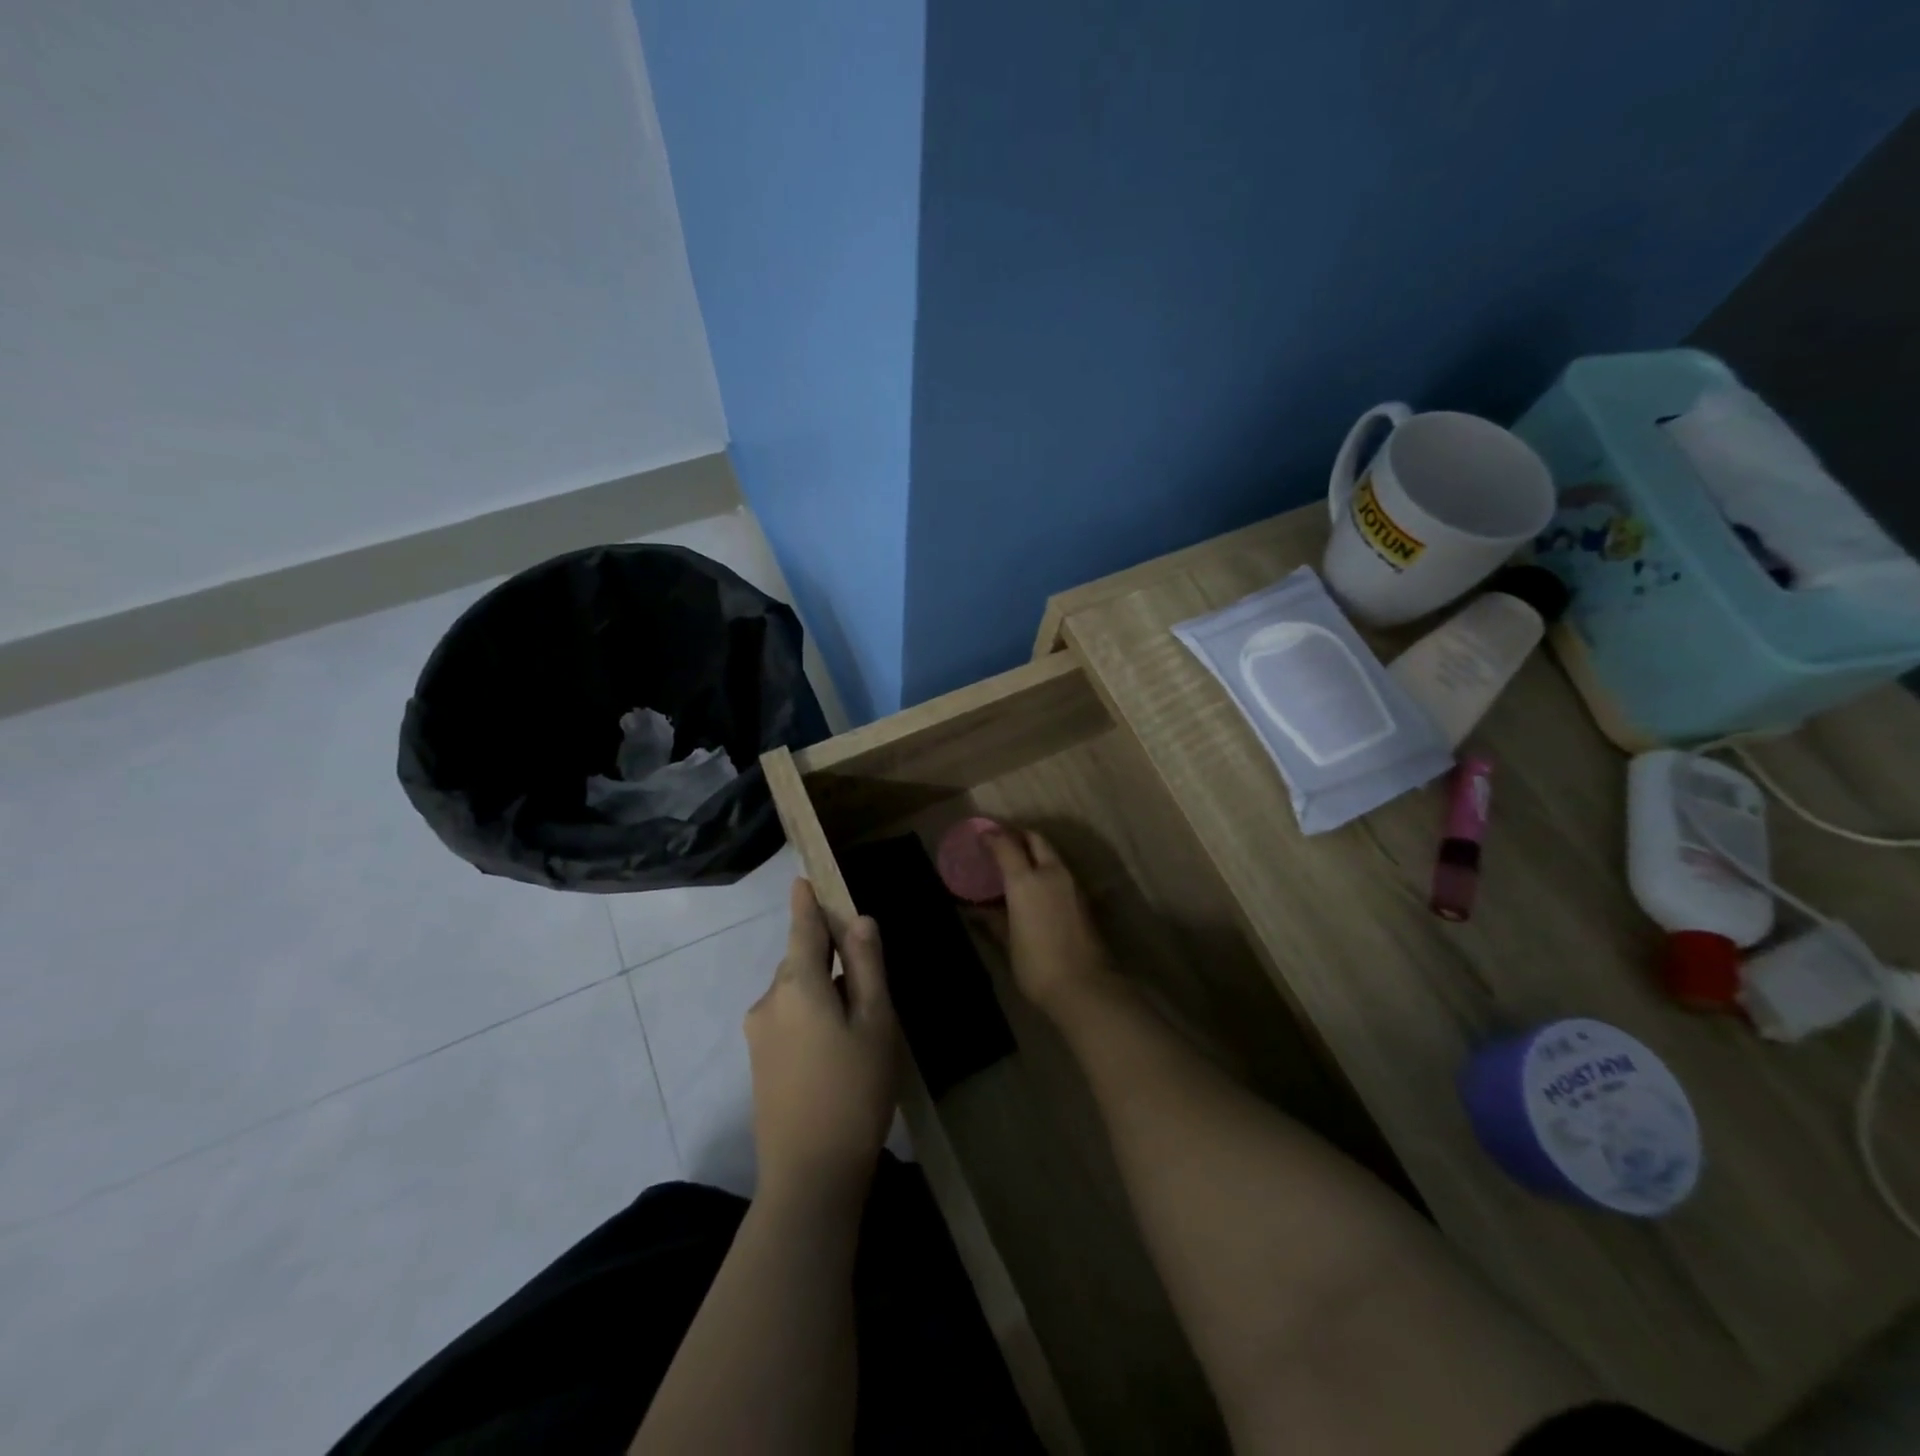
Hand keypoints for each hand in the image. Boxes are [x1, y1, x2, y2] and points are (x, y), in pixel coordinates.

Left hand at [745, 880, 899, 1200]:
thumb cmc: (854, 1091)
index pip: (802, 928)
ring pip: (794, 992)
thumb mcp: (875, 1023)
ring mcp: (759, 1034)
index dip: (806, 902)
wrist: (809, 1177)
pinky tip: (836, 1046)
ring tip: (858, 1018)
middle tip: (865, 971)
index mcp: (797, 985)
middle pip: (799, 961)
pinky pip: (787, 1018)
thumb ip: (866, 967)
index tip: (803, 879)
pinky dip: (810, 1014)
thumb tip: (860, 921)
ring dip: (821, 989)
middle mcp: (769, 1001)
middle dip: (826, 954)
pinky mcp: (759, 1063)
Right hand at [981, 827, 1119, 1018]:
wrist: (1085, 986)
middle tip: (1002, 841)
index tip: (981, 835)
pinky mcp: (1084, 898)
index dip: (992, 836)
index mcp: (1026, 880)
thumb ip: (993, 919)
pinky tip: (1037, 884)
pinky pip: (1061, 871)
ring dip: (1035, 851)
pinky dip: (1046, 868)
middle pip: (1035, 839)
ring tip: (1017, 862)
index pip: (1007, 845)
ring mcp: (1072, 884)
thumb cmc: (1037, 965)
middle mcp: (1051, 873)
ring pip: (1052, 854)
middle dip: (1018, 835)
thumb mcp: (1008, 942)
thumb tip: (974, 910)